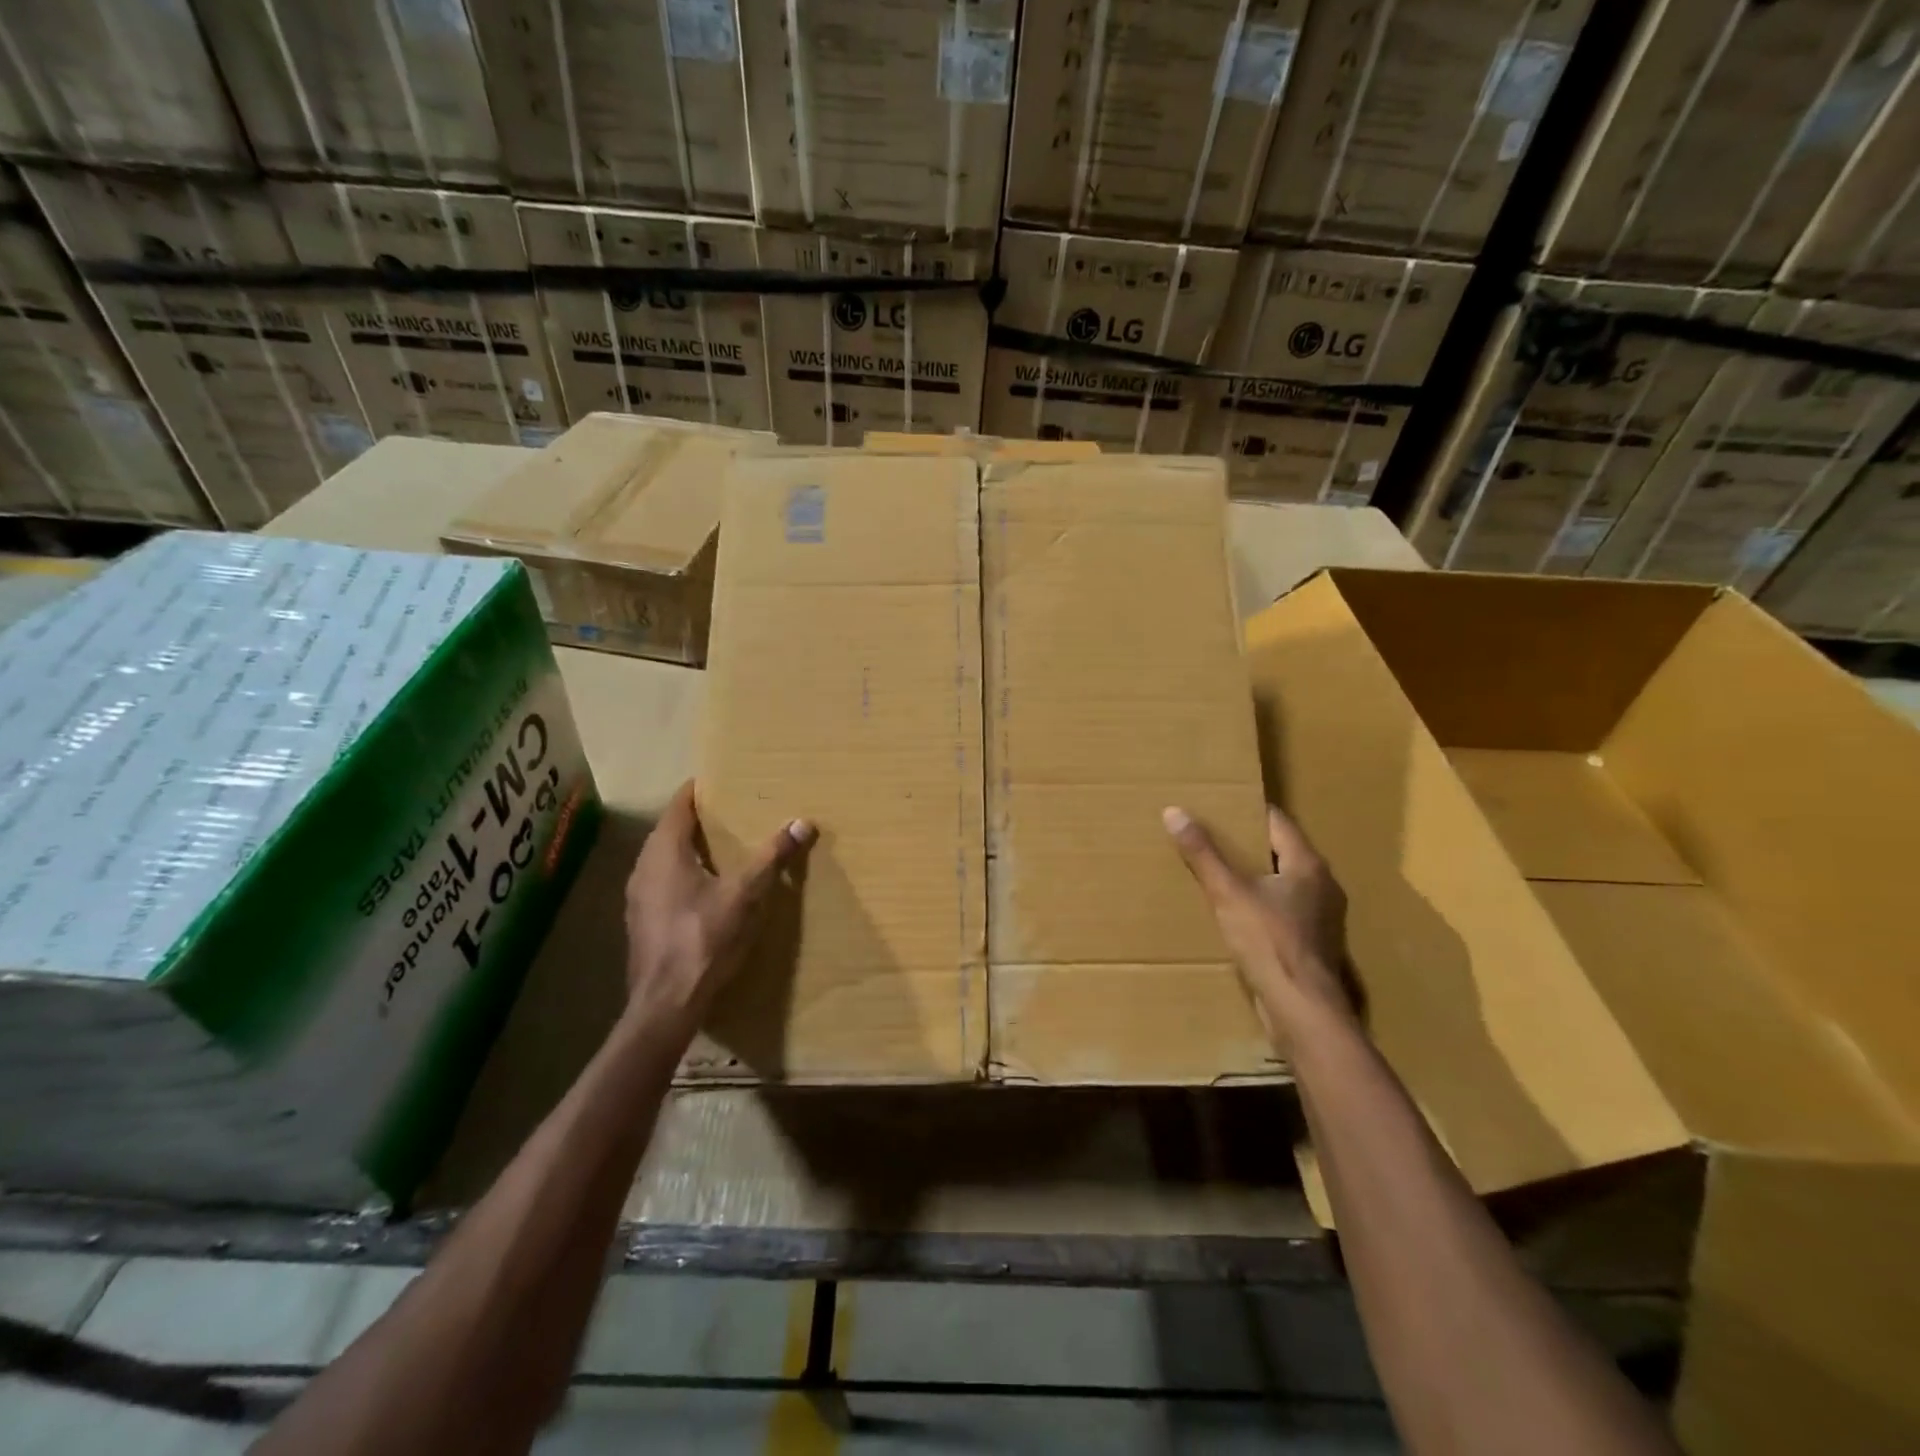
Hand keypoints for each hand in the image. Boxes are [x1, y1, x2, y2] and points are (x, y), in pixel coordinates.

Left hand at [623, 781, 815, 1039]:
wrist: (665, 1003)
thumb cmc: (703, 939)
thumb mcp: (744, 895)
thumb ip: (771, 857)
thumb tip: (802, 823)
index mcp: (663, 852)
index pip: (678, 806)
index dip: (698, 790)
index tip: (721, 780)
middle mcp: (643, 868)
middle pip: (669, 830)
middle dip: (697, 819)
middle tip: (731, 811)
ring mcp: (638, 897)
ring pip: (664, 858)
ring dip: (689, 848)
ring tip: (723, 846)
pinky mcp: (642, 920)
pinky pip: (662, 882)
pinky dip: (683, 873)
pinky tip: (706, 887)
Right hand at [1163, 803, 1355, 1045]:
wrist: (1303, 1010)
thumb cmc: (1269, 942)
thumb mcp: (1228, 893)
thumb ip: (1203, 854)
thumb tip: (1173, 812)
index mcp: (1308, 865)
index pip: (1277, 821)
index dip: (1246, 810)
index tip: (1217, 805)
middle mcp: (1322, 885)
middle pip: (1281, 850)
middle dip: (1247, 843)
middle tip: (1210, 835)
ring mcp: (1321, 916)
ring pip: (1283, 882)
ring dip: (1255, 875)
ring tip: (1218, 871)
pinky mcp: (1313, 942)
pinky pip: (1284, 908)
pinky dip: (1261, 902)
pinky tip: (1236, 911)